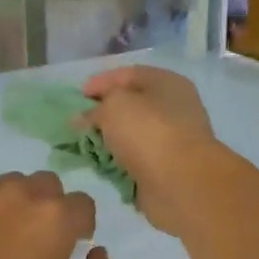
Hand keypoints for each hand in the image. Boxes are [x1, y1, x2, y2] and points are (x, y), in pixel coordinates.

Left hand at [0, 171, 114, 258]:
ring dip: (14, 208)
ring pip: (8, 188)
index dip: (81, 229)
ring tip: (1, 246)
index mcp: (54, 217)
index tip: (68, 253)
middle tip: (37, 246)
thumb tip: (98, 252)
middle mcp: (18, 195)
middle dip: (49, 209)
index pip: (83, 205)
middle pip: (46, 186)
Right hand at [81, 66, 222, 236]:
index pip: (128, 74)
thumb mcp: (114, 106)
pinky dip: (118, 163)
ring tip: (83, 146)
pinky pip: (134, 160)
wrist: (181, 183)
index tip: (77, 96)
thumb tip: (83, 118)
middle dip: (102, 113)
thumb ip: (95, 108)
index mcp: (167, 83)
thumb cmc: (149, 132)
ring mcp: (171, 140)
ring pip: (131, 135)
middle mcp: (173, 108)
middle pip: (130, 106)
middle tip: (77, 123)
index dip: (101, 82)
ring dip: (108, 140)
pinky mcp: (165, 168)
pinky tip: (99, 166)